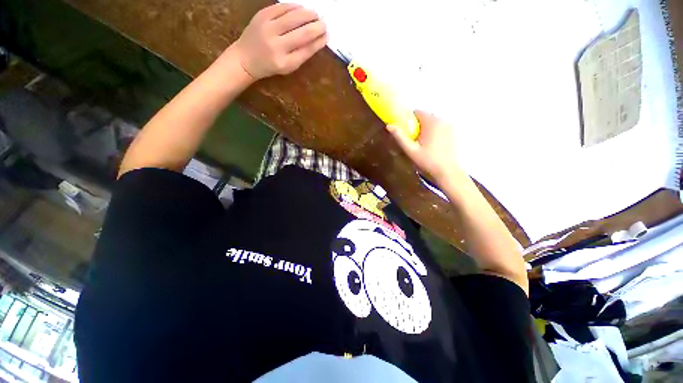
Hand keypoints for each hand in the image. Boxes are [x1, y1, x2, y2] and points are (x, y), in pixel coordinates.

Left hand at [230, 3, 327, 80]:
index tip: (327, 36)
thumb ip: (302, 54)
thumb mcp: (288, 66)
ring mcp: (268, 29)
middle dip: (317, 27)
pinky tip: (302, 8)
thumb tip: (318, 39)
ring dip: (308, 14)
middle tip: (324, 24)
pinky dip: (294, 6)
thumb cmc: (270, 65)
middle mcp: (277, 46)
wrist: (245, 58)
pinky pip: (281, 7)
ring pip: (293, 17)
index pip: (307, 50)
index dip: (319, 42)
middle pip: (303, 33)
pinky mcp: (261, 16)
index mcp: (285, 63)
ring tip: (316, 15)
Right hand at [386, 111, 461, 182]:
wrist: (448, 172)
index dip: (410, 120)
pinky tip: (435, 146)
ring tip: (425, 145)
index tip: (408, 132)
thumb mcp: (411, 150)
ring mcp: (451, 126)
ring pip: (434, 122)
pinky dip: (436, 133)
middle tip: (415, 141)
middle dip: (419, 126)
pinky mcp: (455, 132)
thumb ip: (400, 137)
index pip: (417, 112)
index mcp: (431, 122)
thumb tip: (389, 125)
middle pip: (426, 117)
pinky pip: (442, 128)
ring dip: (428, 129)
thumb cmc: (428, 161)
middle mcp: (443, 120)